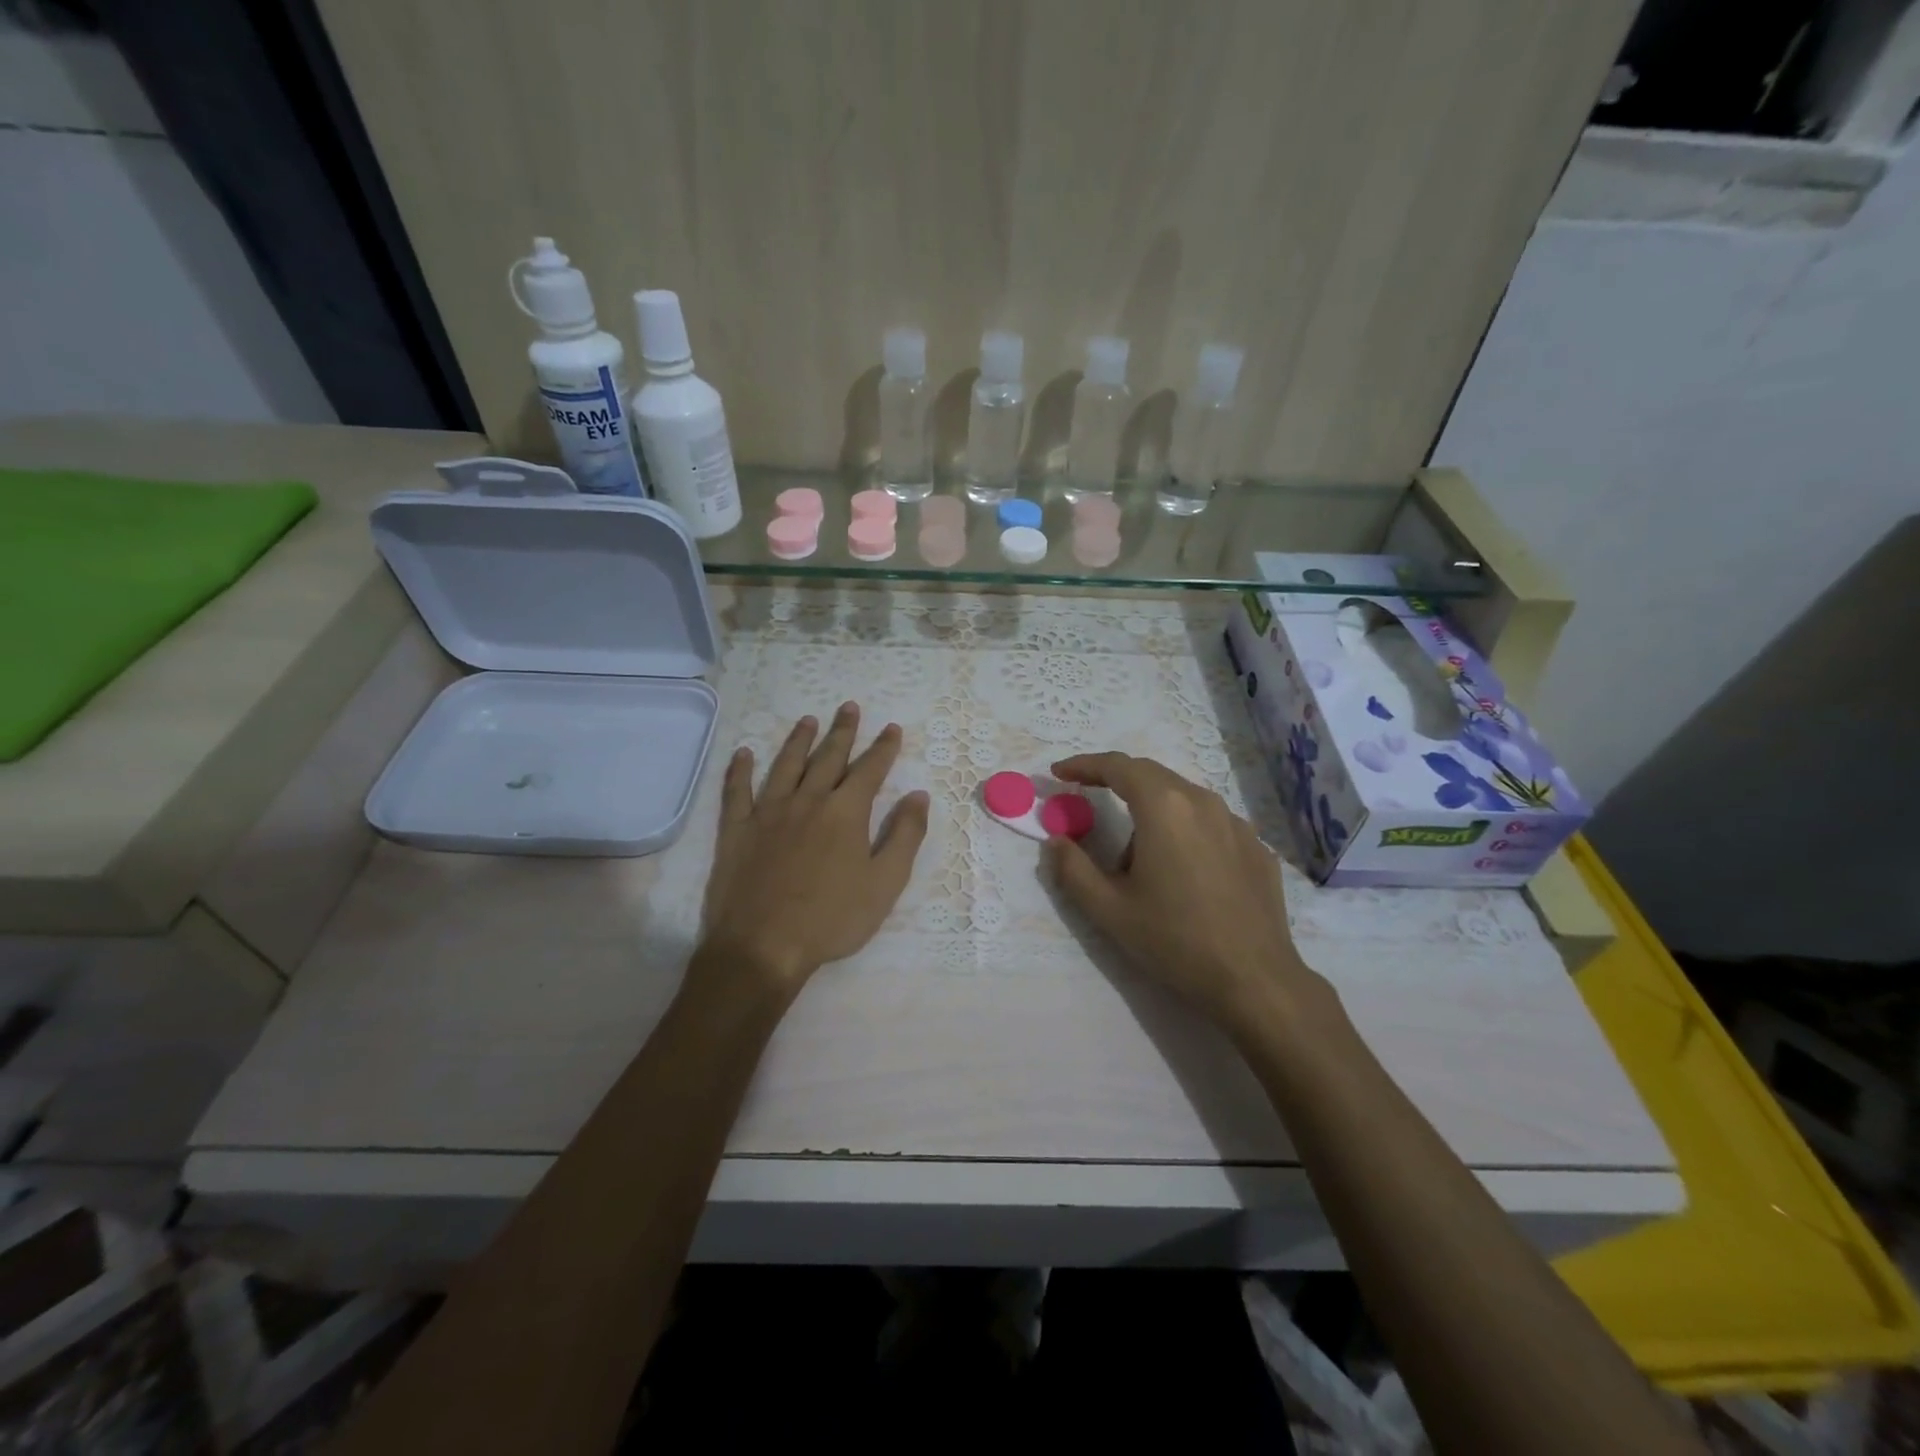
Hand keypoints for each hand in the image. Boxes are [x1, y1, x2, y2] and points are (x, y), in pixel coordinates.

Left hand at [697, 703, 929, 1000]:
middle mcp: (807, 801)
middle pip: (828, 758)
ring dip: (798, 740)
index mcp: (845, 813)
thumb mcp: (885, 883)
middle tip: (849, 707)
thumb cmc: (832, 919)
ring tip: (808, 720)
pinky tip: (744, 753)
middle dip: (842, 731)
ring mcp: (768, 813)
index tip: (892, 728)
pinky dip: (740, 770)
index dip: (883, 748)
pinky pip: (737, 791)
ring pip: (786, 765)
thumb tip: (918, 795)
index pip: (869, 770)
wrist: (763, 947)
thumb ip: (904, 835)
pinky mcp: (737, 830)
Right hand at [1044, 752, 1324, 1034]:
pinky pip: (1211, 824)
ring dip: (1152, 811)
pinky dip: (1185, 831)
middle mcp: (1203, 802)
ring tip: (1138, 858)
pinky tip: (1183, 871)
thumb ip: (1073, 869)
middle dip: (1116, 782)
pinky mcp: (1257, 848)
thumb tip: (1056, 841)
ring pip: (1183, 799)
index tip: (1060, 773)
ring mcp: (1237, 824)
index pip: (1118, 767)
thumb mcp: (1109, 910)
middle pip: (1152, 775)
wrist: (1255, 981)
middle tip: (1088, 800)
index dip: (1085, 765)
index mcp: (1164, 808)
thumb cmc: (1175, 940)